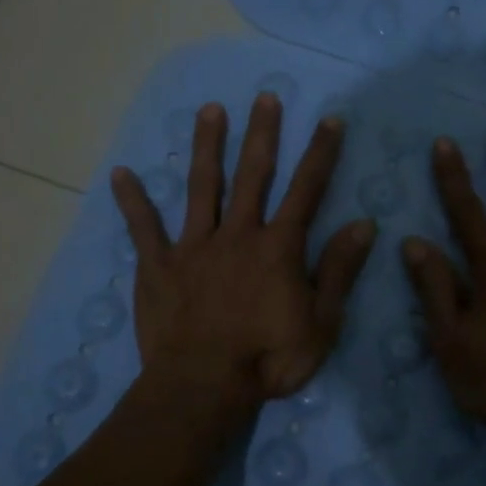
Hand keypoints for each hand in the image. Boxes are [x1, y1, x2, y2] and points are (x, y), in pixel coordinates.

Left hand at [111, 94, 376, 424]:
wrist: (203, 387)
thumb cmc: (268, 359)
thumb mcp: (321, 322)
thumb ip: (339, 271)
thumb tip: (363, 224)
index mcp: (279, 248)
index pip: (306, 190)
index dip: (320, 154)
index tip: (329, 120)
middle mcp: (238, 235)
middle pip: (252, 175)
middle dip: (262, 134)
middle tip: (265, 97)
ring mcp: (194, 247)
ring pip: (202, 187)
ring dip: (208, 147)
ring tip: (209, 110)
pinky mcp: (159, 267)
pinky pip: (143, 229)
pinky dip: (133, 202)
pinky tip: (122, 173)